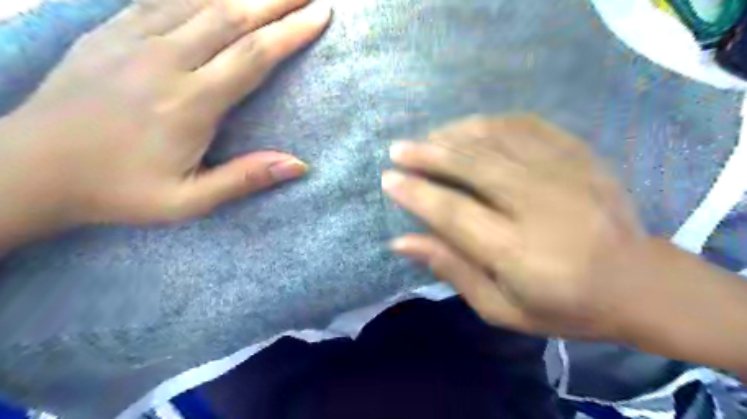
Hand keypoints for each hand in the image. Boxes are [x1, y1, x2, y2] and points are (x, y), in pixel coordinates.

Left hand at [0, 0, 328, 235]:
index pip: (254, 56)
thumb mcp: (190, 200)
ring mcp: (134, 41)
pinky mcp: (111, 32)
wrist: (32, 169)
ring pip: (200, 1)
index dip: (291, 33)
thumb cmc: (121, 190)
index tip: (320, 15)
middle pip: (233, 17)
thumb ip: (245, 179)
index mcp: (191, 103)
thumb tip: (300, 165)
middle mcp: (166, 61)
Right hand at [382, 114, 652, 340]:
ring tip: (428, 138)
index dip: (417, 194)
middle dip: (429, 154)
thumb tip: (401, 241)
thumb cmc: (564, 306)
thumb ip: (451, 270)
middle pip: (474, 167)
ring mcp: (568, 174)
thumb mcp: (500, 307)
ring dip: (455, 135)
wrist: (640, 285)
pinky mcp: (583, 156)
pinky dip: (492, 123)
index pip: (454, 213)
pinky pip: (529, 127)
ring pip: (498, 140)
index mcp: (521, 252)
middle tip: (399, 149)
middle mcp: (543, 206)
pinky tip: (470, 128)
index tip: (389, 179)